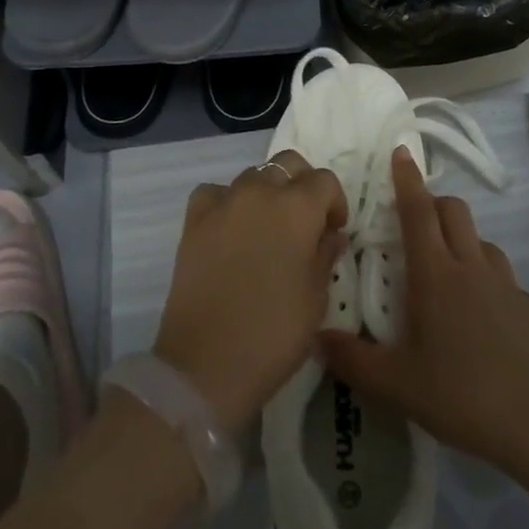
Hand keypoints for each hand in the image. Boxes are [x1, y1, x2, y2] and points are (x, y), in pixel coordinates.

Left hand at [153, 151, 346, 434]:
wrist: (206, 363)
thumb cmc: (274, 333)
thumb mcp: (316, 298)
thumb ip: (325, 255)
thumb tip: (329, 235)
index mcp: (297, 208)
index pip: (325, 181)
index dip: (335, 203)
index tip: (333, 231)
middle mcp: (260, 192)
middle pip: (287, 165)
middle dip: (302, 185)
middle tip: (304, 222)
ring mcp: (223, 203)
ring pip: (252, 175)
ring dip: (266, 193)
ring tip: (267, 229)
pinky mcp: (193, 221)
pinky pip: (215, 193)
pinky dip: (227, 202)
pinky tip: (230, 228)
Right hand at [319, 147, 528, 472]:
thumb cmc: (463, 394)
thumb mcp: (397, 385)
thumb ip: (353, 361)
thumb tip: (318, 338)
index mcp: (435, 274)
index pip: (418, 211)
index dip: (407, 180)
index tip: (401, 152)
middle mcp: (470, 267)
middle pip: (454, 211)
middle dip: (433, 202)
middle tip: (415, 218)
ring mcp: (505, 284)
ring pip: (481, 240)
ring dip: (461, 238)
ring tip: (445, 268)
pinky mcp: (528, 307)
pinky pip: (501, 275)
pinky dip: (484, 275)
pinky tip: (479, 313)